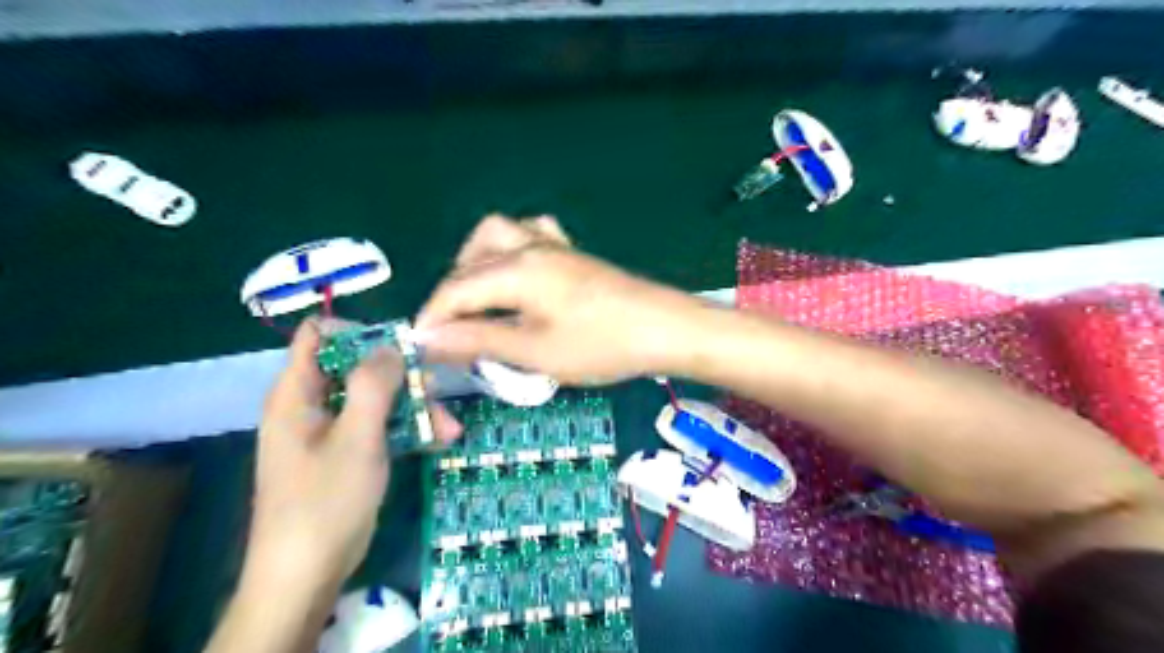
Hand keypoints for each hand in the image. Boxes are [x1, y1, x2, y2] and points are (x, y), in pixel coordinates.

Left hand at [242, 319, 454, 594]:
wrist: (307, 574)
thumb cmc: (326, 500)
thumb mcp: (357, 436)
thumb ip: (373, 384)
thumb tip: (390, 344)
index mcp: (298, 392)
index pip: (319, 335)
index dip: (359, 330)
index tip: (401, 342)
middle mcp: (312, 404)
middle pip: (358, 367)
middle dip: (401, 375)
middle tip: (438, 386)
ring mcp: (331, 431)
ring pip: (375, 399)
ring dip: (414, 407)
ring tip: (449, 426)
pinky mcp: (348, 454)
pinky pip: (379, 426)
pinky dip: (407, 429)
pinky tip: (440, 439)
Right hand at [417, 213, 697, 383]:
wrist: (664, 328)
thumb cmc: (600, 345)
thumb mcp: (535, 351)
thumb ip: (478, 339)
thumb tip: (429, 338)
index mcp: (516, 269)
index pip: (456, 289)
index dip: (432, 318)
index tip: (420, 348)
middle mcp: (530, 246)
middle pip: (471, 260)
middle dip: (452, 294)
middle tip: (452, 330)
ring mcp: (555, 245)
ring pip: (499, 236)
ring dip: (478, 264)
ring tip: (479, 300)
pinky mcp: (573, 253)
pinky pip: (533, 233)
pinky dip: (513, 250)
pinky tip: (520, 275)